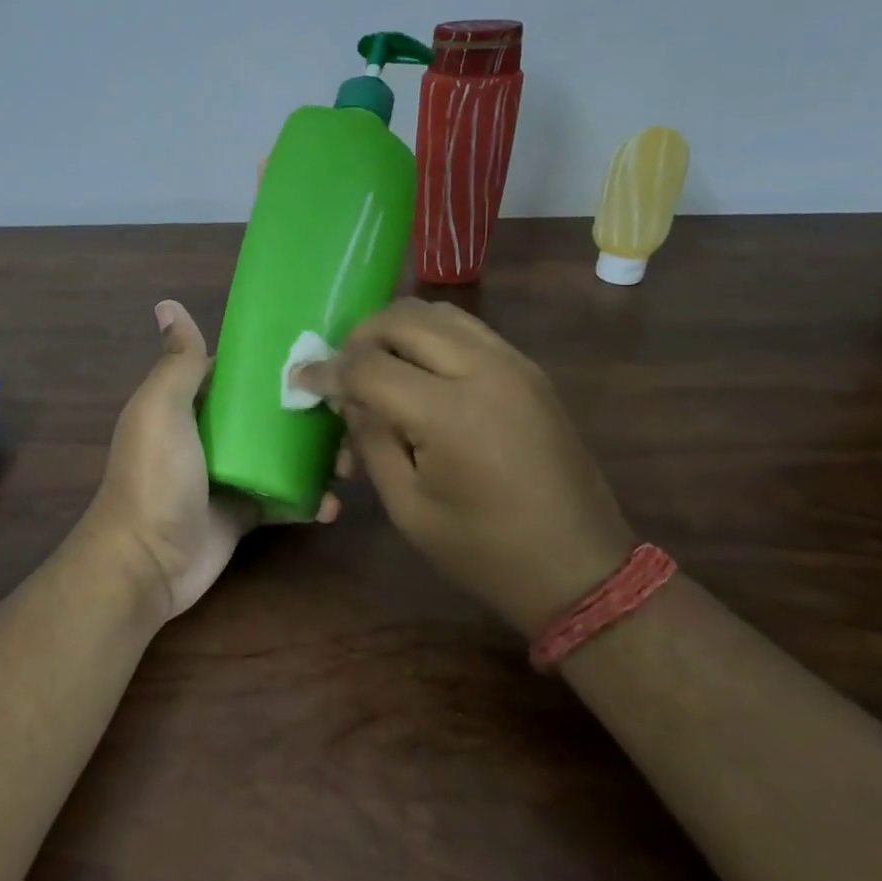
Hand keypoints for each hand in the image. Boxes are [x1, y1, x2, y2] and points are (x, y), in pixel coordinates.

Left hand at [86, 300, 337, 623]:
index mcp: (192, 403)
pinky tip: (333, 505)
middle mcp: (214, 434)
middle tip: (351, 414)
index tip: (326, 355)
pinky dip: (310, 501)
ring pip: (285, 456)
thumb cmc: (155, 477)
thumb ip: (179, 362)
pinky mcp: (246, 513)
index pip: (241, 373)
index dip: (279, 363)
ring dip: (319, 457)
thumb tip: (168, 304)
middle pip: (271, 414)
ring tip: (350, 463)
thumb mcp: (162, 410)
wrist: (147, 562)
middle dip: (311, 413)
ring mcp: (232, 475)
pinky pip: (286, 500)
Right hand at [295, 299, 634, 637]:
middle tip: (341, 369)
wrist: (580, 568)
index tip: (301, 380)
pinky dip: (432, 336)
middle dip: (360, 337)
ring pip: (440, 313)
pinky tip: (418, 372)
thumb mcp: (408, 507)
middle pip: (404, 319)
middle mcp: (484, 370)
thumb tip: (348, 398)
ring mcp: (514, 363)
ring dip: (397, 329)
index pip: (369, 366)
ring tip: (376, 364)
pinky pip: (469, 330)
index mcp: (449, 413)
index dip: (326, 371)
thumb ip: (372, 440)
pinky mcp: (530, 370)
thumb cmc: (484, 552)